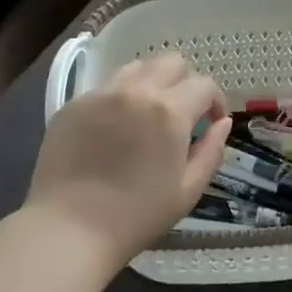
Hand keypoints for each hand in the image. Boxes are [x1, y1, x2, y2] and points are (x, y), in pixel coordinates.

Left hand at [27, 53, 231, 266]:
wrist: (69, 229)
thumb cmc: (136, 216)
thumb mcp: (188, 190)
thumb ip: (212, 151)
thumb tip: (222, 123)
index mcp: (169, 111)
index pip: (204, 85)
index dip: (216, 101)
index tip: (211, 122)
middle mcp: (136, 91)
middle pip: (171, 62)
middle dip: (185, 82)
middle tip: (182, 113)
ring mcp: (101, 95)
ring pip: (137, 68)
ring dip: (152, 83)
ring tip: (147, 114)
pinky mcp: (74, 105)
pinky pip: (106, 87)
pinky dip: (120, 98)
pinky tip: (115, 129)